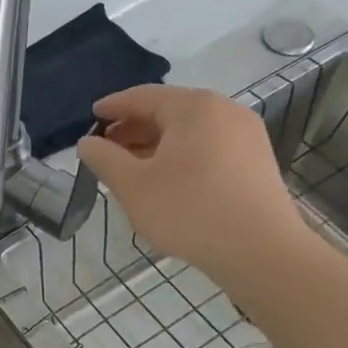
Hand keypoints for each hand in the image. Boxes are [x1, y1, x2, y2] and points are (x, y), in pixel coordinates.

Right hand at [76, 84, 308, 282]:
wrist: (260, 251)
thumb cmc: (188, 210)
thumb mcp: (132, 185)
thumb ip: (103, 158)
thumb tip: (87, 143)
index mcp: (193, 107)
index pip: (142, 96)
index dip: (112, 107)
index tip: (90, 117)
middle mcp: (224, 111)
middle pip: (167, 111)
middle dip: (132, 128)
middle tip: (105, 148)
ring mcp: (245, 135)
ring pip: (188, 131)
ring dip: (154, 144)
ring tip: (129, 167)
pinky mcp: (255, 161)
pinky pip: (207, 146)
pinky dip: (179, 155)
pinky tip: (163, 180)